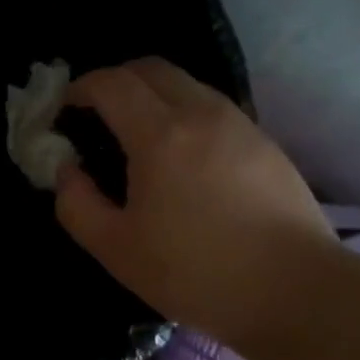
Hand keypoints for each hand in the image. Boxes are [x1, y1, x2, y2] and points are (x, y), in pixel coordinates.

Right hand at [55, 58, 334, 347]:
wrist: (296, 292)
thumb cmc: (196, 272)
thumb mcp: (116, 249)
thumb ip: (77, 204)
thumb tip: (67, 170)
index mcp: (160, 135)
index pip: (112, 83)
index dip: (80, 89)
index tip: (64, 111)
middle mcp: (202, 113)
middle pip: (151, 68)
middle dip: (115, 80)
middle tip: (96, 114)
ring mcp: (240, 124)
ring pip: (187, 84)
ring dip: (153, 94)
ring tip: (138, 135)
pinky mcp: (265, 143)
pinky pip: (213, 107)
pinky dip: (184, 113)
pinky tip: (182, 157)